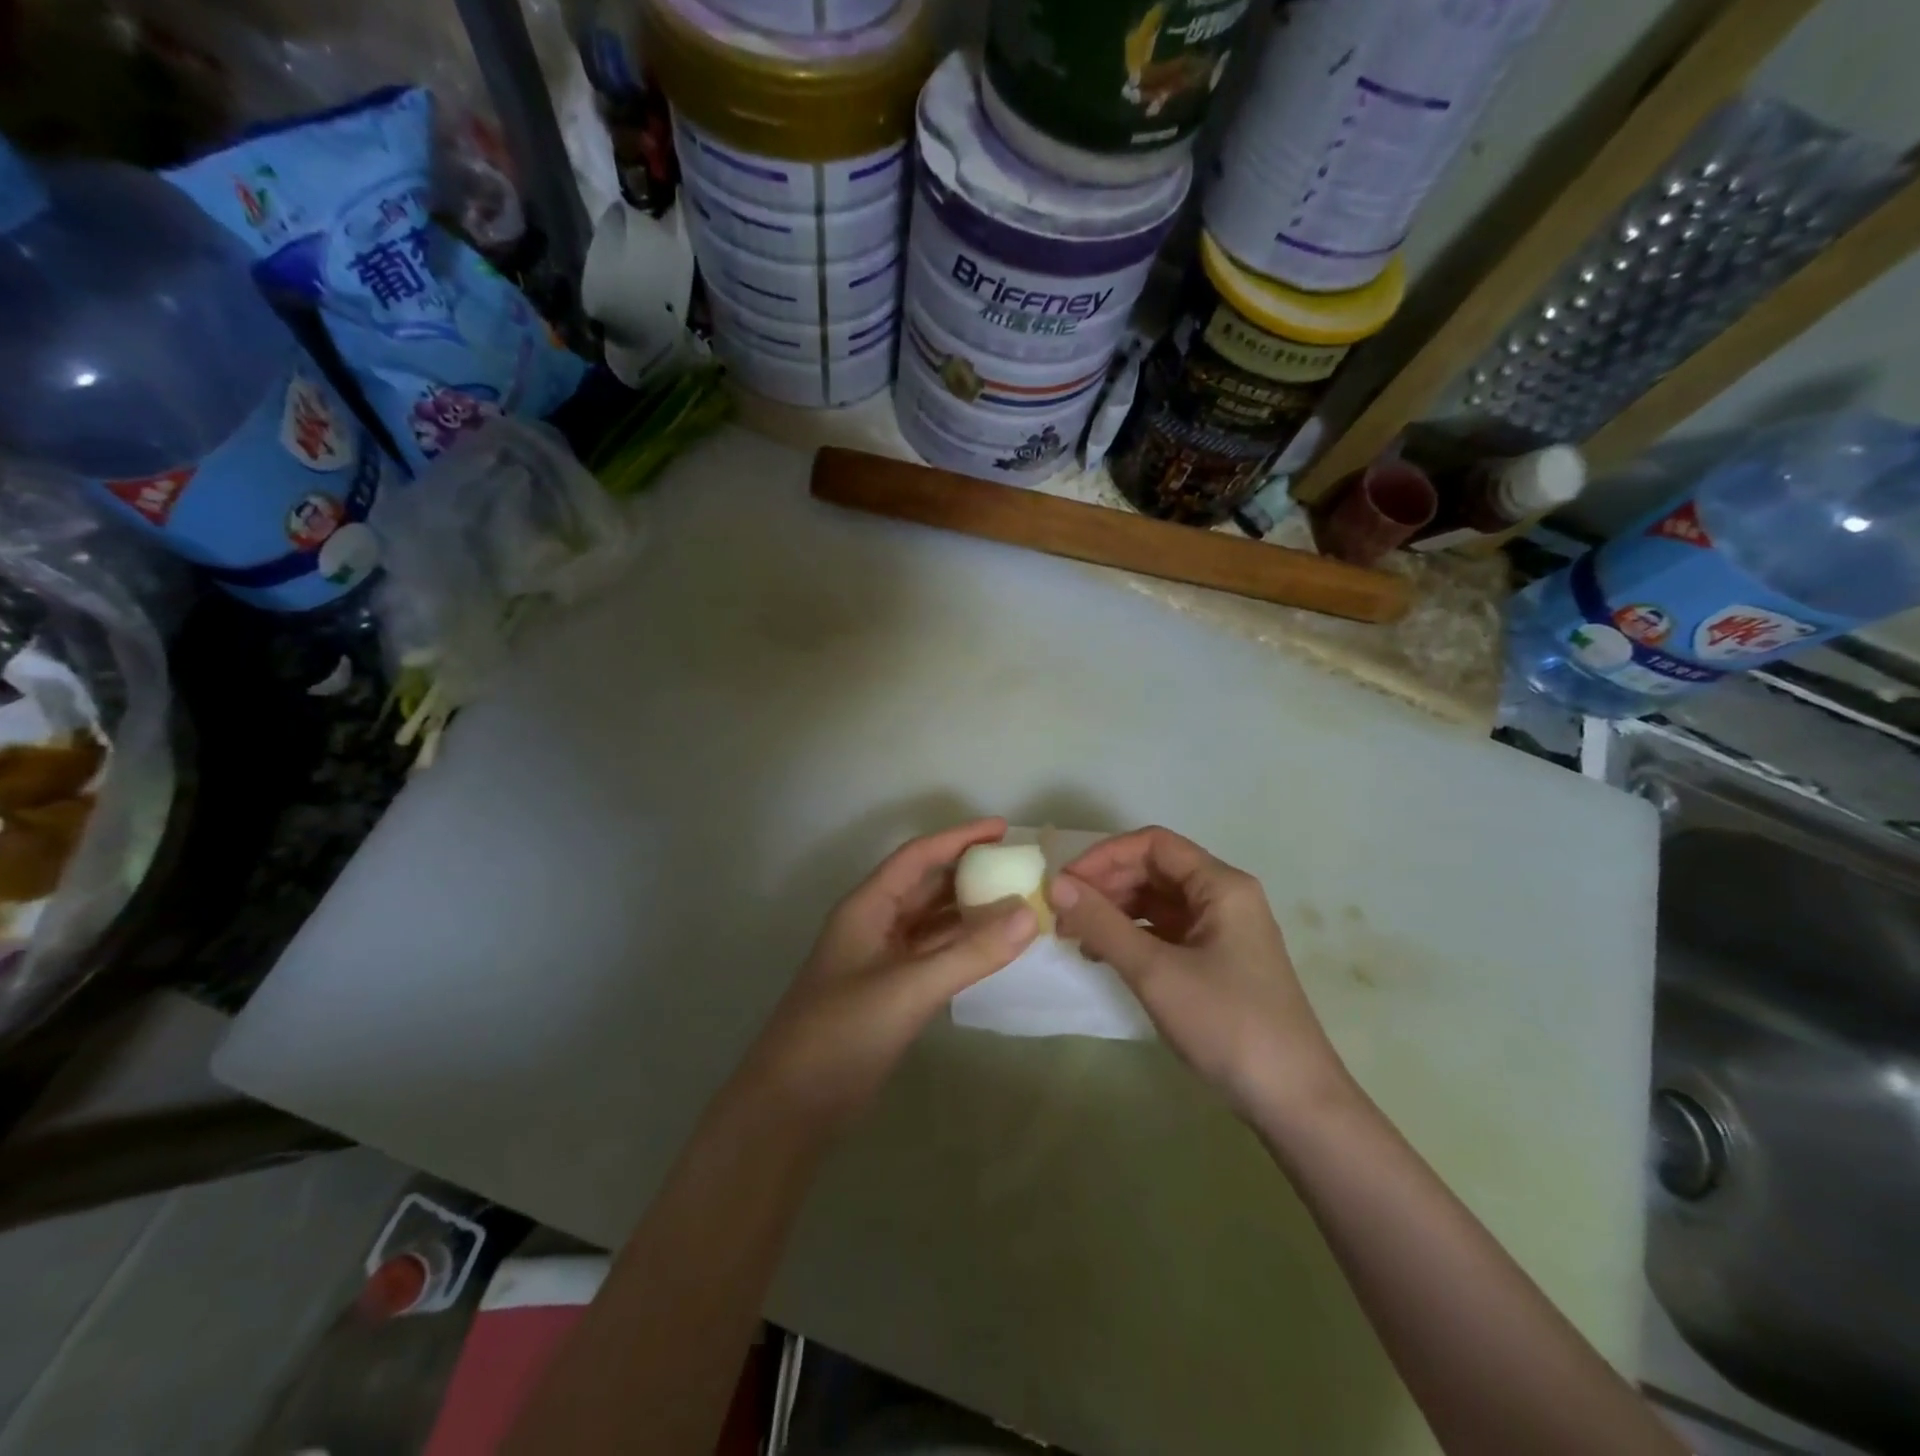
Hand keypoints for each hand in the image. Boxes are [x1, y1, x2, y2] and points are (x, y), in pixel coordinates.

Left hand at [747, 818, 1038, 1125]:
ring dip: (971, 912)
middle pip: (927, 885)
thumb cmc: (842, 1032)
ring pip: (933, 922)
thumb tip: (1030, 914)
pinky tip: (995, 949)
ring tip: (1019, 903)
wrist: (792, 1105)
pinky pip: (935, 955)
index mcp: (867, 907)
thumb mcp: (910, 988)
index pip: (918, 857)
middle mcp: (875, 924)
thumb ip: (971, 952)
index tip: (1003, 828)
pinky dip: (964, 948)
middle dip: (971, 873)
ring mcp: (882, 960)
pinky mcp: (891, 992)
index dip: (960, 838)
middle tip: (1020, 867)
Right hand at [1050, 827, 1347, 1118]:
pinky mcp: (1217, 960)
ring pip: (1158, 901)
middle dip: (1106, 885)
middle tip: (1062, 912)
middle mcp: (1224, 897)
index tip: (1065, 883)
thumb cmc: (1226, 1023)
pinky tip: (1103, 955)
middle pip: (1155, 869)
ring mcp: (1222, 930)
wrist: (1293, 1100)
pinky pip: (1166, 931)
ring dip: (1115, 911)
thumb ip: (1102, 924)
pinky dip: (1132, 936)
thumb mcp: (1155, 971)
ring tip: (1074, 935)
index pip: (1153, 844)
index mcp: (1221, 885)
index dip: (1104, 856)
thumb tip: (1056, 886)